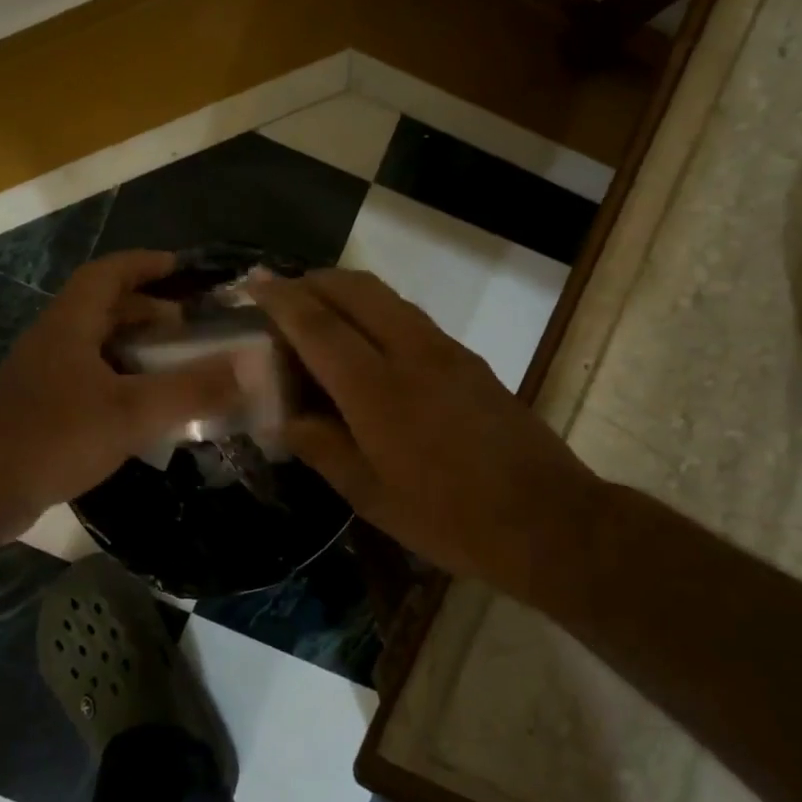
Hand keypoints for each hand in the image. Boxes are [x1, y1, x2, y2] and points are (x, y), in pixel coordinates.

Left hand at [0, 250, 240, 528]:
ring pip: (94, 343)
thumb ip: (192, 389)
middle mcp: (52, 339)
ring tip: (171, 363)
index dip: (144, 264)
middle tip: (187, 324)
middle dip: (146, 308)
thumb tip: (250, 367)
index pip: (107, 273)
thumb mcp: (132, 412)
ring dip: (132, 345)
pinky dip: (118, 377)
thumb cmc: (55, 438)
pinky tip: (139, 406)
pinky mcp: (38, 406)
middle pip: (101, 307)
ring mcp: (41, 374)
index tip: (181, 267)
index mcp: (69, 324)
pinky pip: (87, 375)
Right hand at [250, 269, 594, 589]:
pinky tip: (364, 344)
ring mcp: (445, 350)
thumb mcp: (372, 496)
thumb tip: (282, 419)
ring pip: (385, 297)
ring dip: (344, 292)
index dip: (281, 301)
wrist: (548, 519)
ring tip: (316, 313)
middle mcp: (411, 352)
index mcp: (378, 390)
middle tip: (281, 296)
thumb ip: (321, 448)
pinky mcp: (467, 358)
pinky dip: (374, 311)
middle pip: (354, 289)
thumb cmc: (450, 518)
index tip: (253, 284)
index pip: (318, 325)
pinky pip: (408, 315)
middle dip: (312, 281)